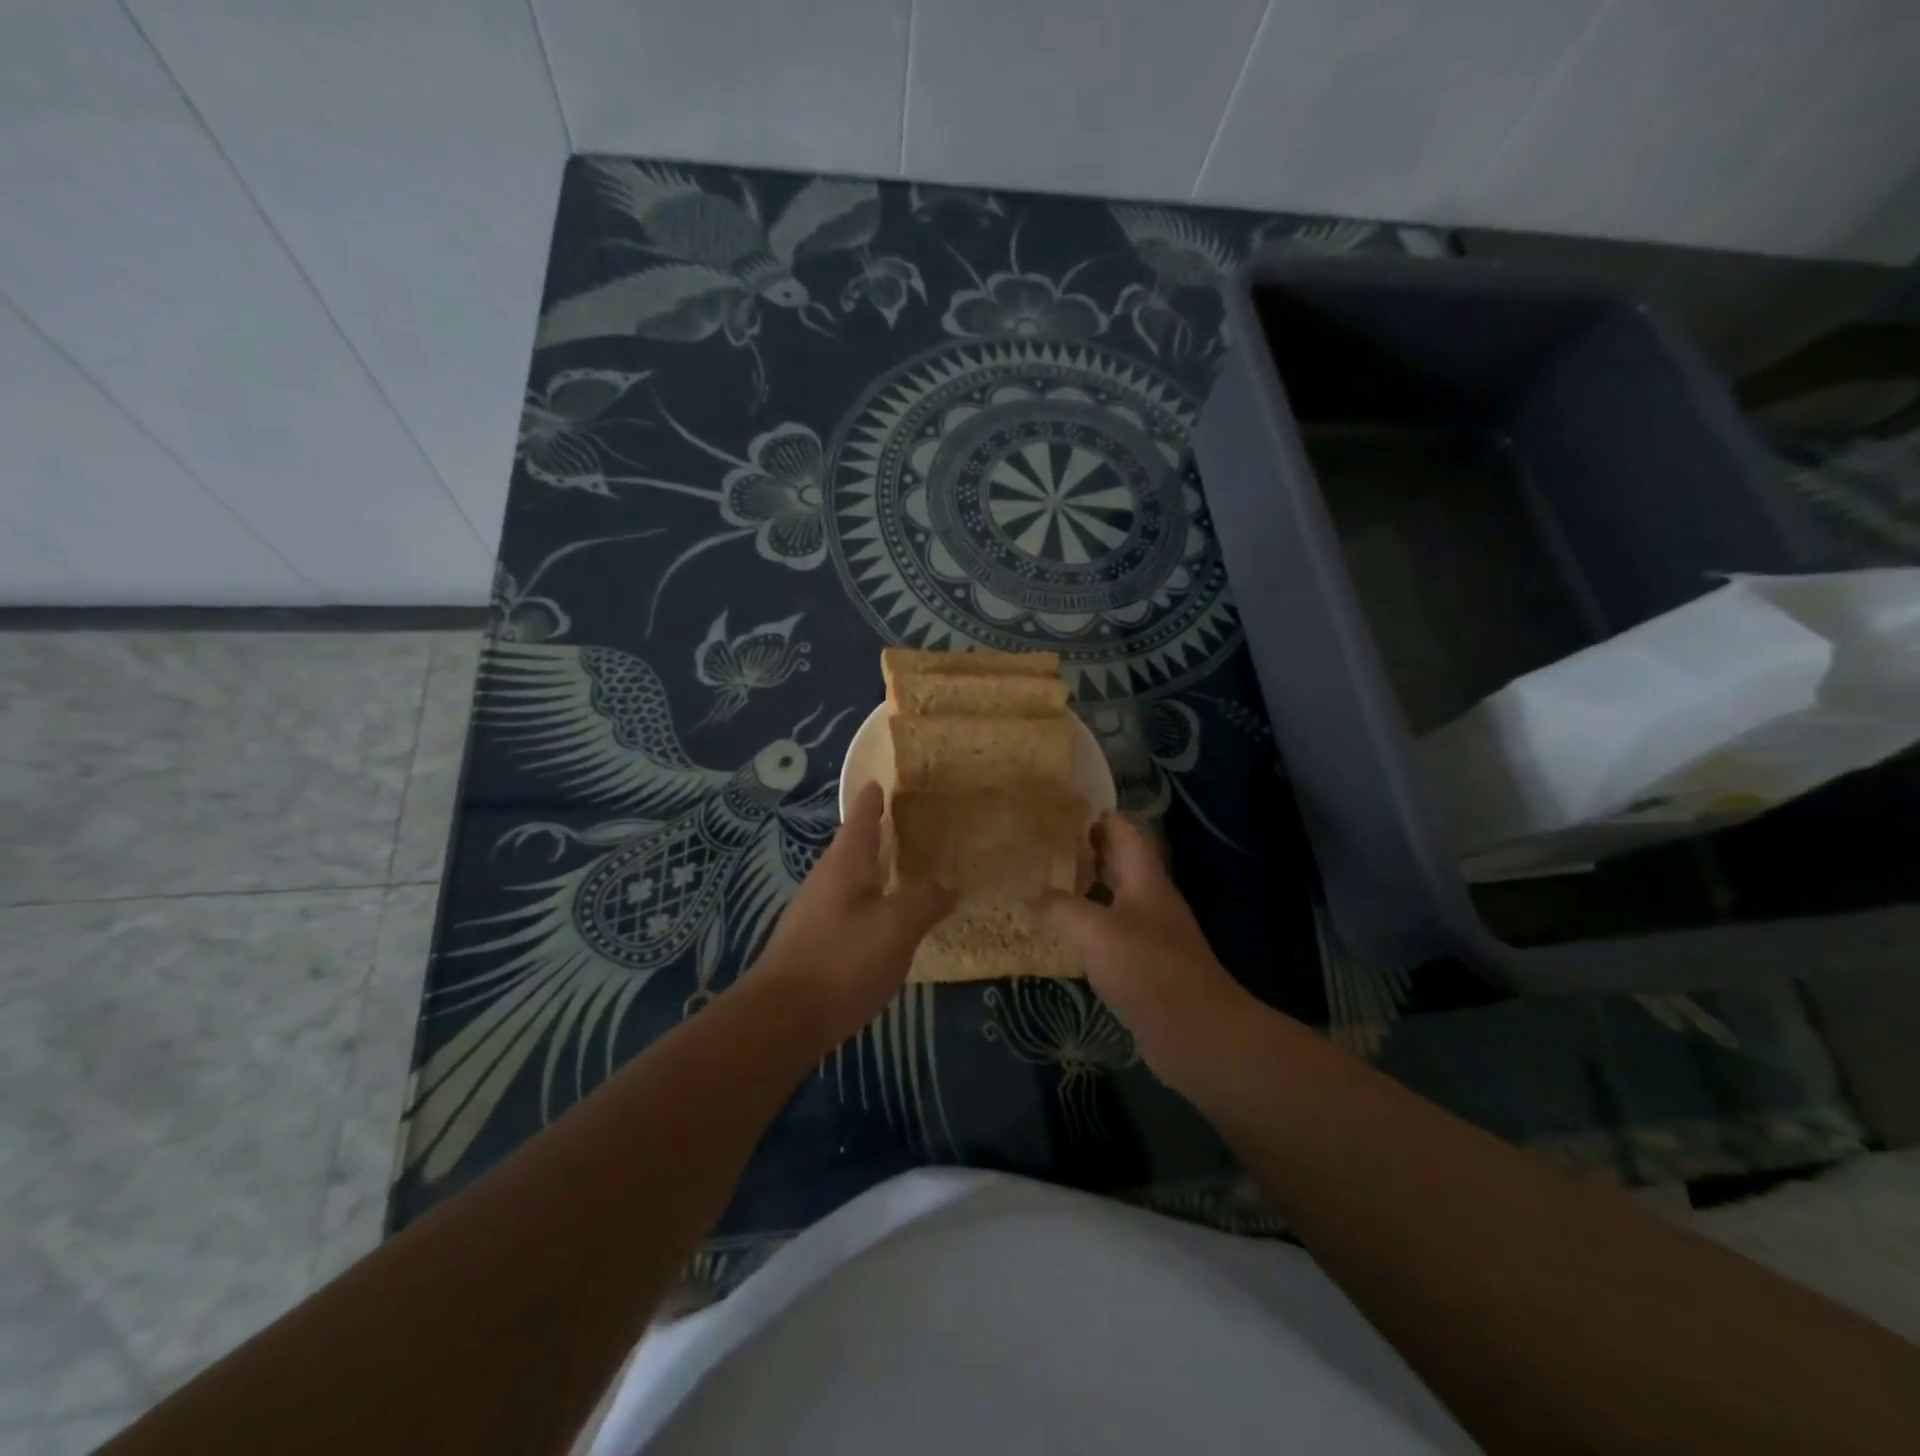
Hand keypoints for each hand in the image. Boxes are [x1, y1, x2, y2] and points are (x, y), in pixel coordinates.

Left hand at [753, 782, 954, 1046]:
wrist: (783, 1018)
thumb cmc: (843, 959)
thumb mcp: (897, 927)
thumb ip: (926, 901)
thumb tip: (949, 885)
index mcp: (846, 862)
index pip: (861, 815)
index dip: (874, 797)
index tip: (885, 780)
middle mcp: (826, 878)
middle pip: (854, 845)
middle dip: (879, 832)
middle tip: (912, 825)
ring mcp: (815, 910)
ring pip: (851, 877)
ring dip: (875, 868)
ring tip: (906, 869)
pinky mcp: (813, 941)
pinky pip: (848, 907)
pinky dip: (870, 900)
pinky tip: (886, 919)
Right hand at [1039, 815, 1253, 1088]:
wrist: (1197, 1033)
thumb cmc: (1147, 969)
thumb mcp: (1094, 931)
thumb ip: (1060, 907)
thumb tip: (1030, 891)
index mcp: (1146, 880)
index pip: (1126, 832)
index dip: (1099, 817)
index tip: (1062, 812)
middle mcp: (1151, 900)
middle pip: (1121, 863)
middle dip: (1086, 852)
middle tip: (1044, 848)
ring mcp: (1152, 935)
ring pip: (1115, 899)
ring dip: (1086, 889)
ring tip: (1045, 885)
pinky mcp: (1147, 966)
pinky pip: (1113, 934)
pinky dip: (1089, 927)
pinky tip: (1064, 935)